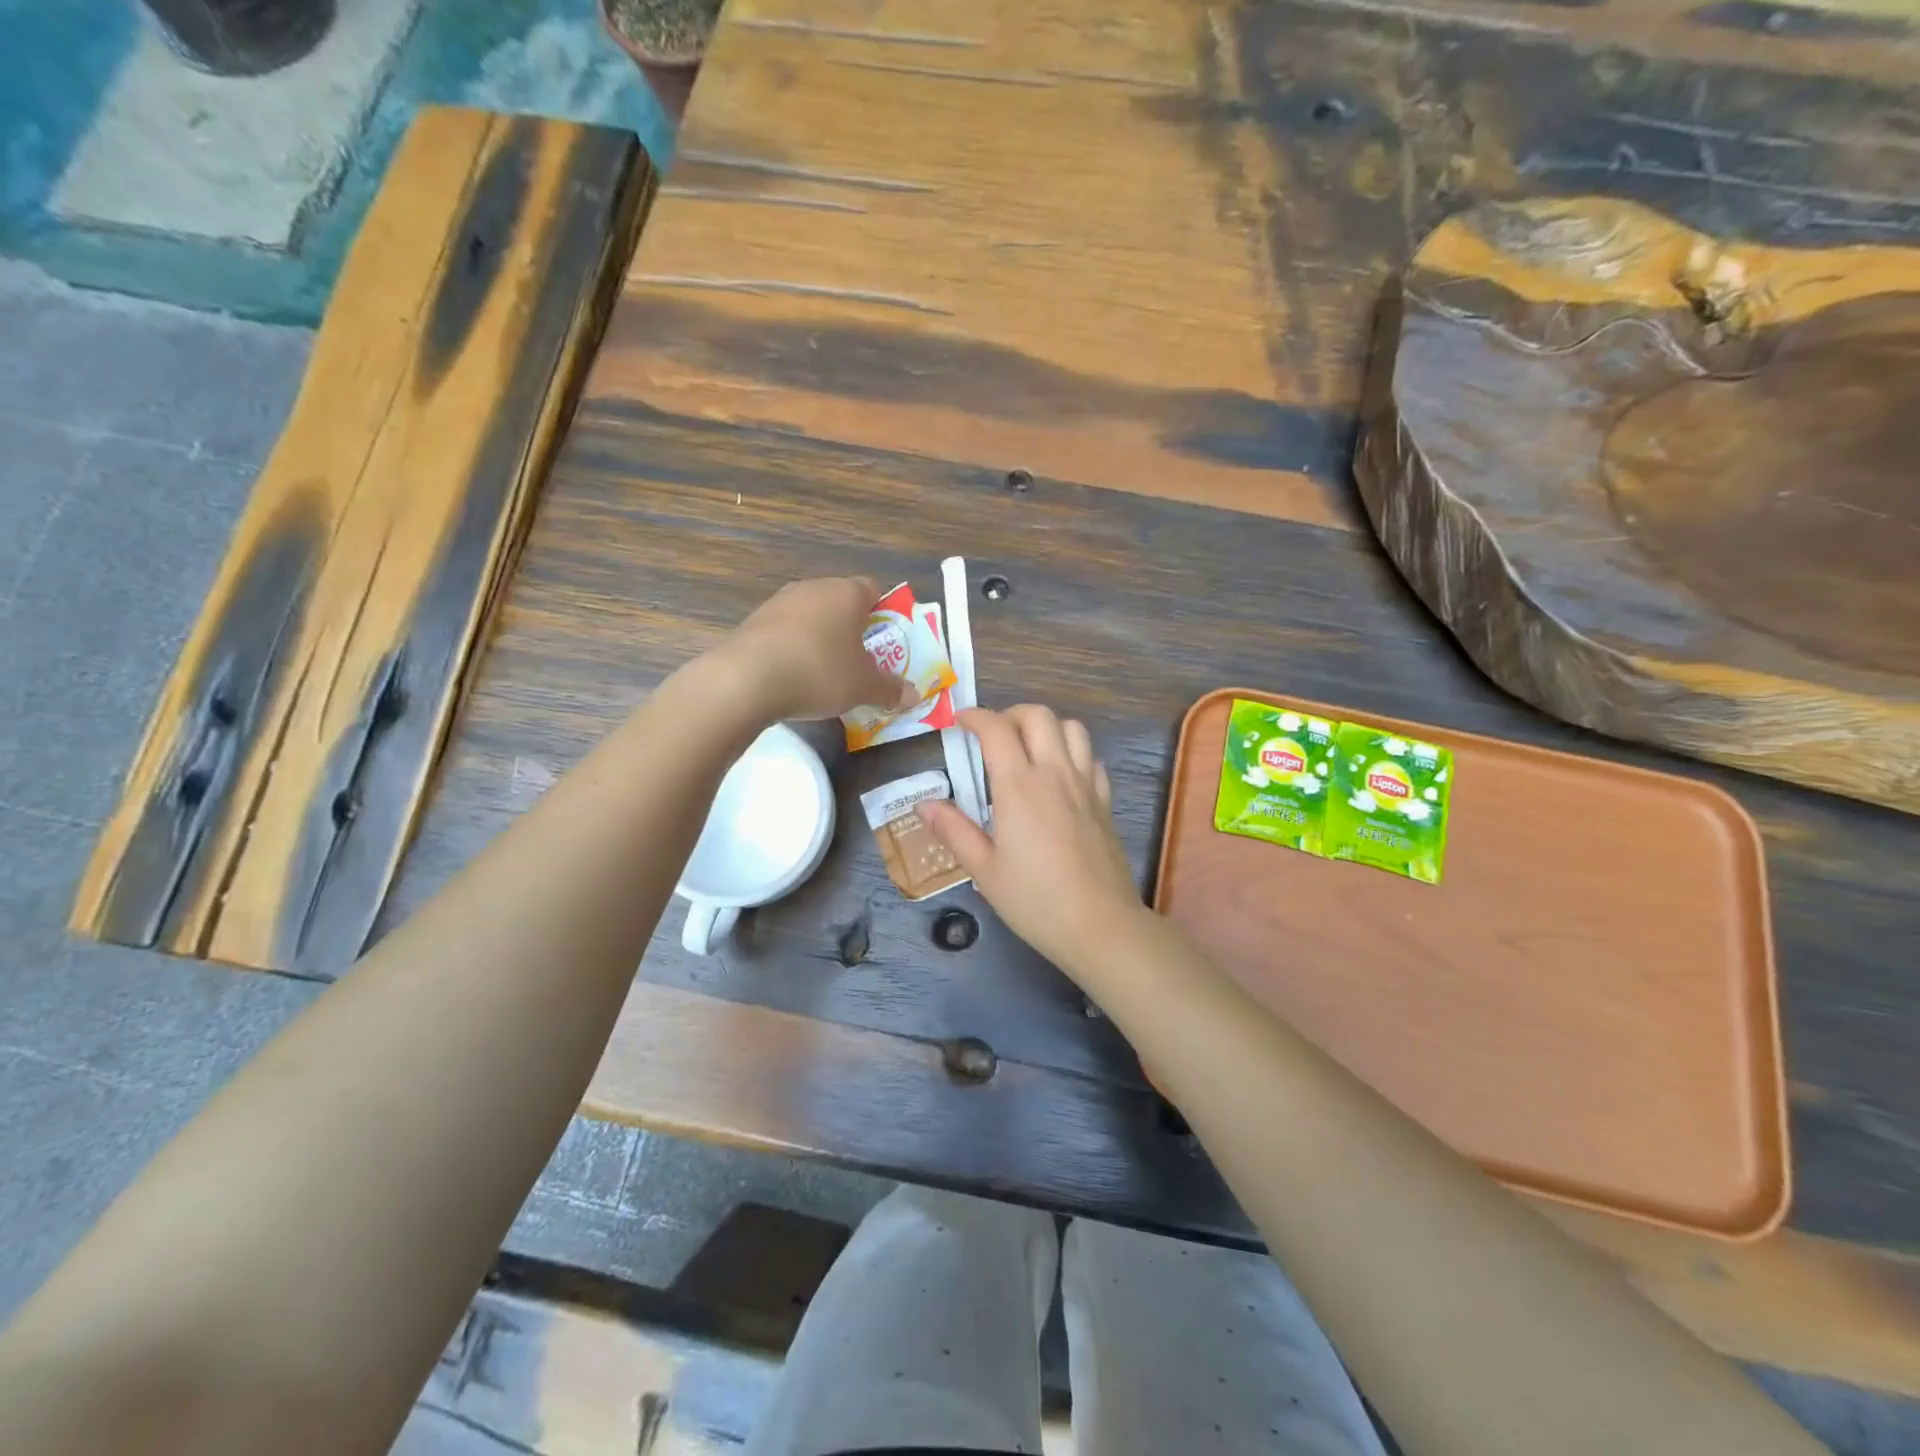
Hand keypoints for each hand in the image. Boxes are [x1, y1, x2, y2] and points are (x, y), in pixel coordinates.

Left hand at [712, 576, 916, 721]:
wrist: (747, 679)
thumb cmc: (820, 672)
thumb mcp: (863, 687)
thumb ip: (890, 689)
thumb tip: (913, 696)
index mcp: (847, 593)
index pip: (874, 589)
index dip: (883, 613)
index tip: (885, 642)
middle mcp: (813, 588)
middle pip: (841, 602)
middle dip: (852, 629)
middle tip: (860, 661)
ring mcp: (779, 602)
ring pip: (811, 616)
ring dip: (820, 638)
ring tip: (825, 673)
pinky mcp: (754, 621)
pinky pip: (785, 632)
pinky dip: (793, 648)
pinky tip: (794, 676)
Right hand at [920, 706, 1144, 978]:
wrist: (1099, 925)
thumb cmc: (1034, 899)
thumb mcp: (984, 869)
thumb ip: (954, 830)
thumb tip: (924, 804)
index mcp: (1019, 785)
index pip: (996, 729)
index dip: (975, 716)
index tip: (959, 722)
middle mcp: (1054, 773)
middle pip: (1038, 716)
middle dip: (1011, 714)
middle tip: (992, 735)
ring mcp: (1085, 785)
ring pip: (1072, 728)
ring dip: (1046, 727)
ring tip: (1027, 748)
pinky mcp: (1105, 802)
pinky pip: (1092, 759)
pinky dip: (1073, 753)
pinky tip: (1060, 776)